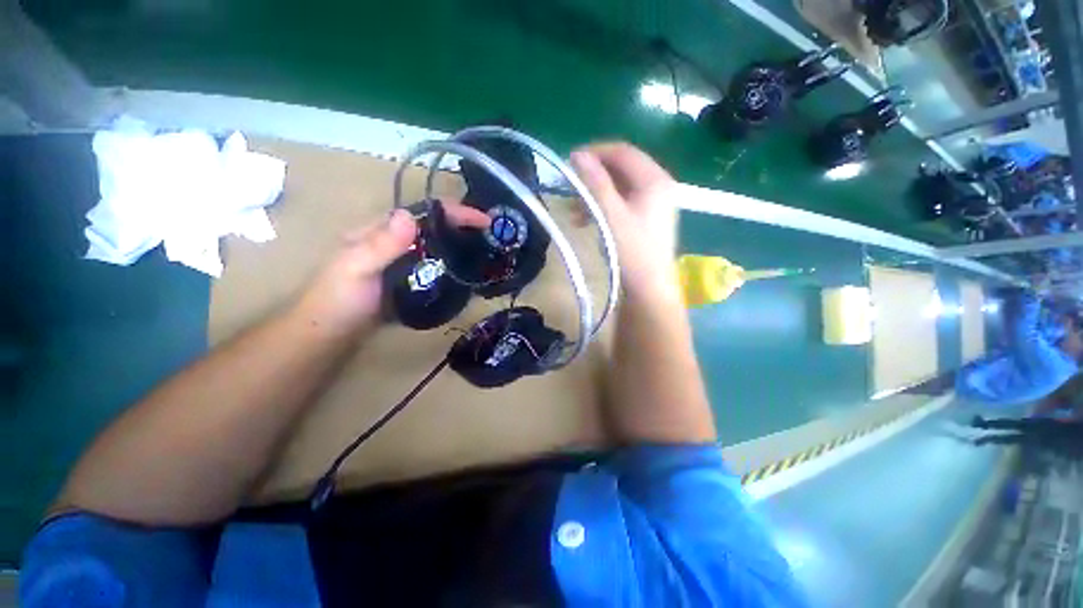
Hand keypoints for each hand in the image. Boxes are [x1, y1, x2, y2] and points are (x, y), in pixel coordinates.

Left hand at [294, 202, 488, 336]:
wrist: (329, 335)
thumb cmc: (337, 300)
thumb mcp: (355, 269)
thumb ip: (380, 244)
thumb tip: (410, 215)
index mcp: (382, 231)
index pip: (424, 212)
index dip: (454, 212)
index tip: (484, 221)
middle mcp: (396, 243)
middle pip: (436, 228)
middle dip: (464, 229)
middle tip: (492, 239)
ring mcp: (405, 263)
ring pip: (438, 248)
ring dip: (462, 248)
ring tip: (488, 255)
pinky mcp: (411, 282)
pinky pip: (437, 269)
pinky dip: (453, 268)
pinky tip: (468, 276)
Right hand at [571, 142, 680, 300]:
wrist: (649, 289)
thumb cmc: (632, 251)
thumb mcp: (611, 215)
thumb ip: (596, 183)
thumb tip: (578, 155)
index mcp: (654, 179)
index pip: (622, 152)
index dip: (595, 153)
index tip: (570, 163)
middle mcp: (658, 185)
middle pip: (621, 169)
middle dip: (593, 177)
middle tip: (570, 189)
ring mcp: (654, 203)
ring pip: (620, 188)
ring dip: (595, 195)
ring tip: (574, 212)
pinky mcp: (647, 218)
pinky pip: (622, 203)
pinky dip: (604, 208)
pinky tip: (587, 221)